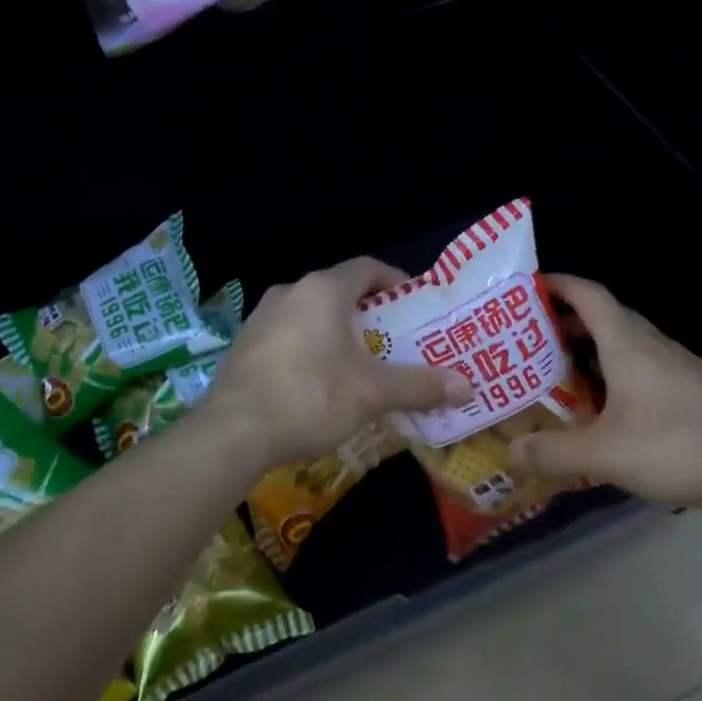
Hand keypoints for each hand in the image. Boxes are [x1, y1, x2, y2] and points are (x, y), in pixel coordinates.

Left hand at [202, 258, 472, 467]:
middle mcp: (290, 292)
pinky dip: (309, 347)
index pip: (366, 268)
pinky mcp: (244, 345)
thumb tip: (468, 387)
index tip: (413, 303)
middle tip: (392, 338)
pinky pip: (287, 335)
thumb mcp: (372, 393)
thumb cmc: (310, 397)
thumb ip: (419, 385)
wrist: (233, 432)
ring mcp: (261, 317)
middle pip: (338, 291)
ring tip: (359, 361)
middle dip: (368, 312)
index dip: (394, 281)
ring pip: (310, 314)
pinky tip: (318, 381)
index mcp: (322, 290)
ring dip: (336, 331)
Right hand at [508, 275, 701, 512]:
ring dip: (596, 348)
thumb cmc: (676, 446)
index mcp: (628, 346)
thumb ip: (554, 452)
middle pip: (608, 317)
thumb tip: (510, 451)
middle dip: (569, 320)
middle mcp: (654, 346)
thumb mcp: (605, 454)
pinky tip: (612, 406)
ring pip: (630, 343)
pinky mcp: (696, 390)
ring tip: (565, 371)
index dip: (560, 284)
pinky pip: (647, 366)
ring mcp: (680, 366)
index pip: (590, 295)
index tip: (531, 286)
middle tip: (534, 338)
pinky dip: (620, 372)